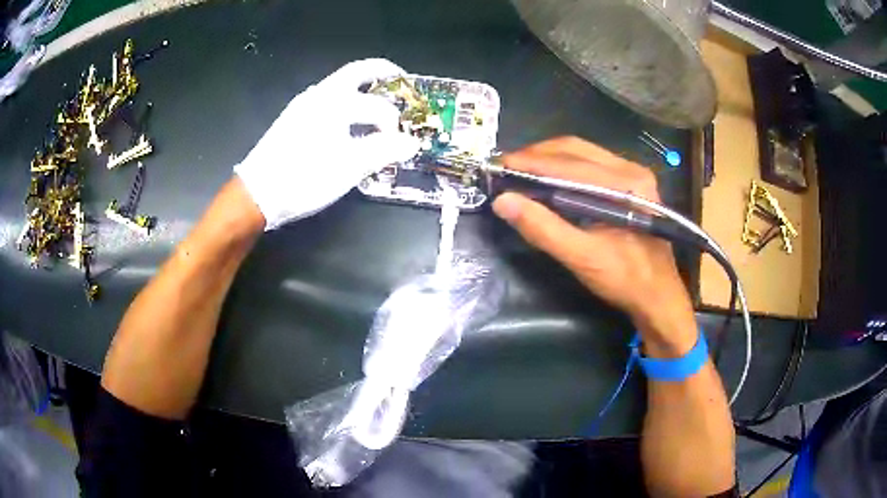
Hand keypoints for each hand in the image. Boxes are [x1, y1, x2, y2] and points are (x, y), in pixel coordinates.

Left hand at [234, 59, 419, 229]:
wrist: (256, 194)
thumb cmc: (304, 179)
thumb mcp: (348, 168)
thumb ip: (383, 151)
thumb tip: (411, 143)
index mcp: (335, 102)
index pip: (378, 106)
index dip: (395, 123)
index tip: (401, 142)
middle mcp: (318, 95)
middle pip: (357, 72)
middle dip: (382, 72)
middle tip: (401, 80)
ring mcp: (302, 105)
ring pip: (340, 85)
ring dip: (363, 87)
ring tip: (379, 104)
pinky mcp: (292, 118)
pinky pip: (326, 99)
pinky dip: (346, 101)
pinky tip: (348, 123)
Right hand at [492, 137, 696, 354]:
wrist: (658, 296)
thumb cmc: (625, 279)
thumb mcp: (582, 257)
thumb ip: (543, 228)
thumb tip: (503, 201)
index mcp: (626, 183)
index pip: (570, 162)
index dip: (531, 162)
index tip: (498, 166)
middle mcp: (631, 168)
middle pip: (575, 148)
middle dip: (537, 155)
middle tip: (506, 168)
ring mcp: (632, 173)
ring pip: (581, 153)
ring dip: (548, 159)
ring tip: (520, 172)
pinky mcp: (629, 183)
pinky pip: (589, 164)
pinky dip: (562, 168)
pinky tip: (546, 180)